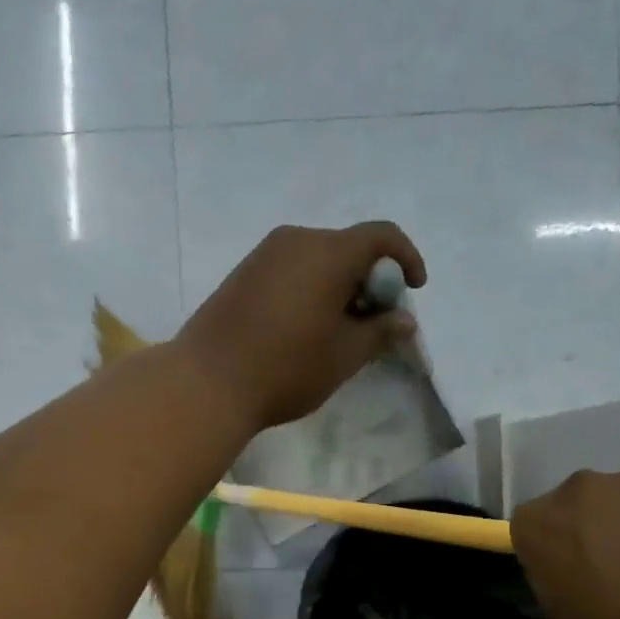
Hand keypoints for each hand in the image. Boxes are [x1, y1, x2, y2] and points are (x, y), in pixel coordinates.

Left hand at [178, 222, 427, 431]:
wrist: (206, 382)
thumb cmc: (286, 368)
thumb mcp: (344, 355)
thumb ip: (380, 332)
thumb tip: (404, 320)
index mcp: (328, 252)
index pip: (382, 236)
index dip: (406, 258)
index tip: (413, 290)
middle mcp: (295, 240)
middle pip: (347, 247)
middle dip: (369, 279)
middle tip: (372, 322)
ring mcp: (262, 255)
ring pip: (316, 260)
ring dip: (337, 286)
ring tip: (337, 330)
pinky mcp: (241, 274)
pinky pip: (289, 270)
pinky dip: (309, 289)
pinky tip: (302, 328)